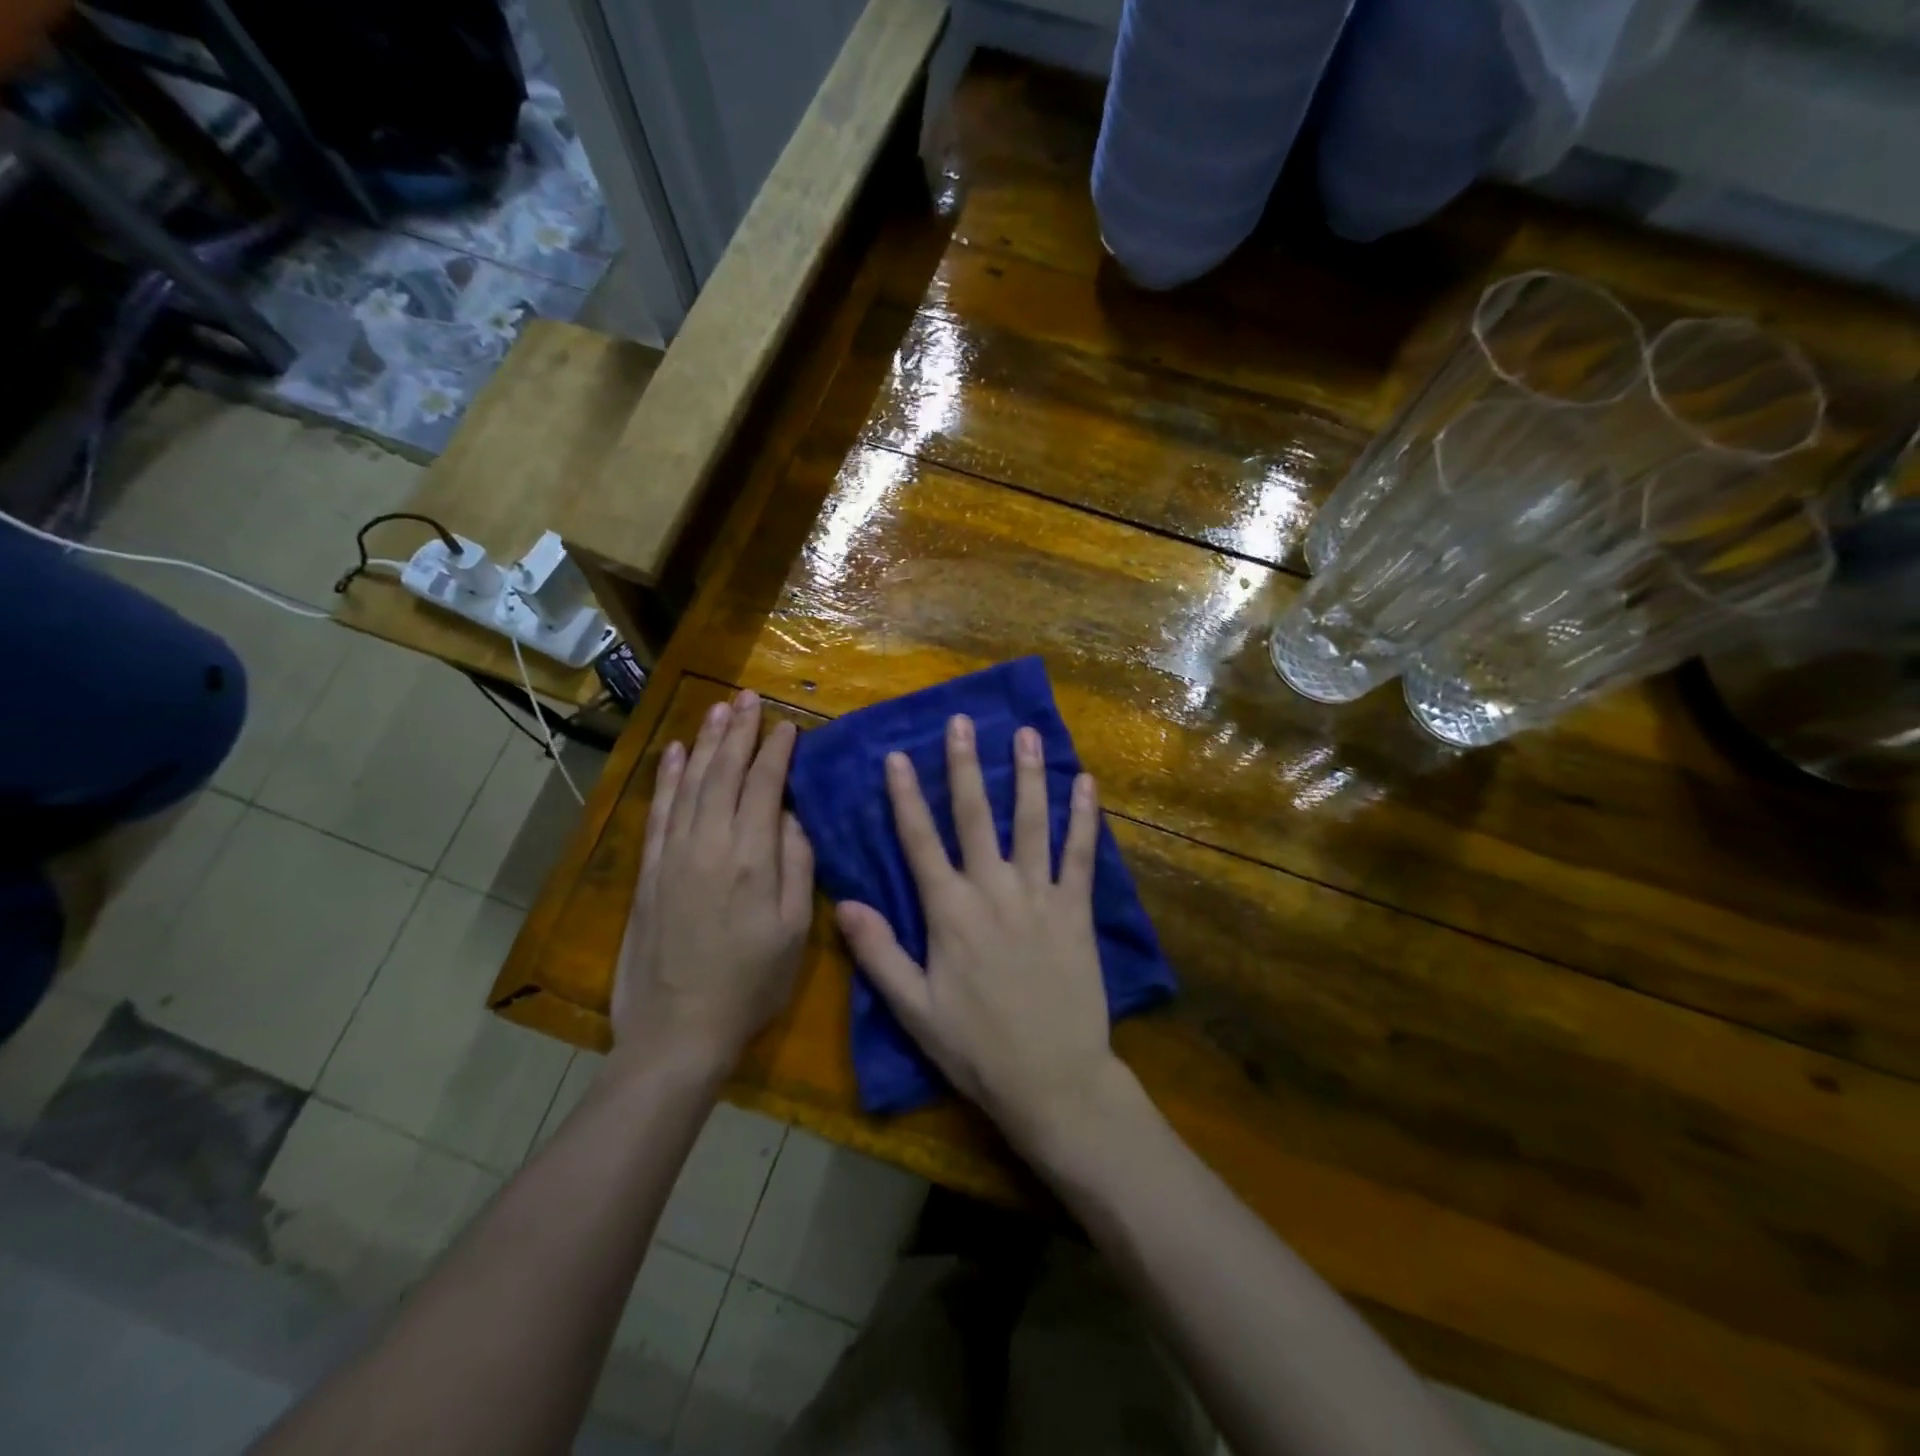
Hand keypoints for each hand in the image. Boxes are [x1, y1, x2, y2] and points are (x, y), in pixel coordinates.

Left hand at [614, 691, 813, 1076]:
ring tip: (718, 710)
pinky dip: (667, 779)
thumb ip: (797, 867)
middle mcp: (710, 844)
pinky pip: (659, 812)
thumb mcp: (795, 932)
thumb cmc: (750, 985)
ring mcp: (673, 855)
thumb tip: (792, 818)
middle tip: (748, 697)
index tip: (787, 725)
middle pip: (724, 773)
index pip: (764, 787)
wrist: (677, 1031)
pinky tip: (675, 754)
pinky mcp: (648, 872)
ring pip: (691, 784)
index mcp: (752, 858)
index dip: (776, 752)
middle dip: (739, 732)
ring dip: (705, 743)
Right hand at [836, 714, 1119, 1149]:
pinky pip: (1081, 854)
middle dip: (964, 766)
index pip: (920, 841)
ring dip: (1028, 775)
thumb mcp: (914, 1009)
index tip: (896, 755)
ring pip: (1031, 823)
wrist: (1051, 1079)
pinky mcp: (1076, 910)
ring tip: (1027, 733)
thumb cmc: (976, 1048)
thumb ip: (878, 953)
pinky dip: (1083, 817)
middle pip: (975, 816)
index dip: (906, 797)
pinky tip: (1087, 784)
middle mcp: (992, 890)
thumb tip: (842, 902)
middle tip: (962, 722)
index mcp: (949, 912)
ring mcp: (1039, 896)